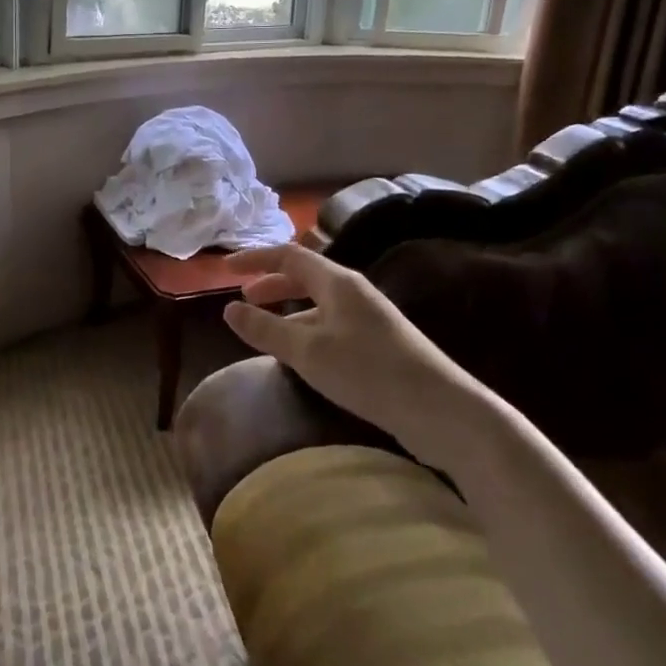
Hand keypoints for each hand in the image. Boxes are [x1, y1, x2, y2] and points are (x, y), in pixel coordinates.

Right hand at [221, 243, 476, 438]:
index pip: (288, 256)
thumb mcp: (307, 351)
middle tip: (243, 300)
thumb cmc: (368, 371)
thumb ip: (265, 329)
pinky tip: (300, 356)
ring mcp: (369, 318)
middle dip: (270, 284)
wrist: (439, 409)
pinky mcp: (378, 345)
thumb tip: (229, 309)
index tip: (226, 269)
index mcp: (337, 282)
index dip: (255, 259)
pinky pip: (330, 326)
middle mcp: (353, 292)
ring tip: (263, 331)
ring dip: (287, 311)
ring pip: (317, 305)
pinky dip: (306, 330)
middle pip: (304, 276)